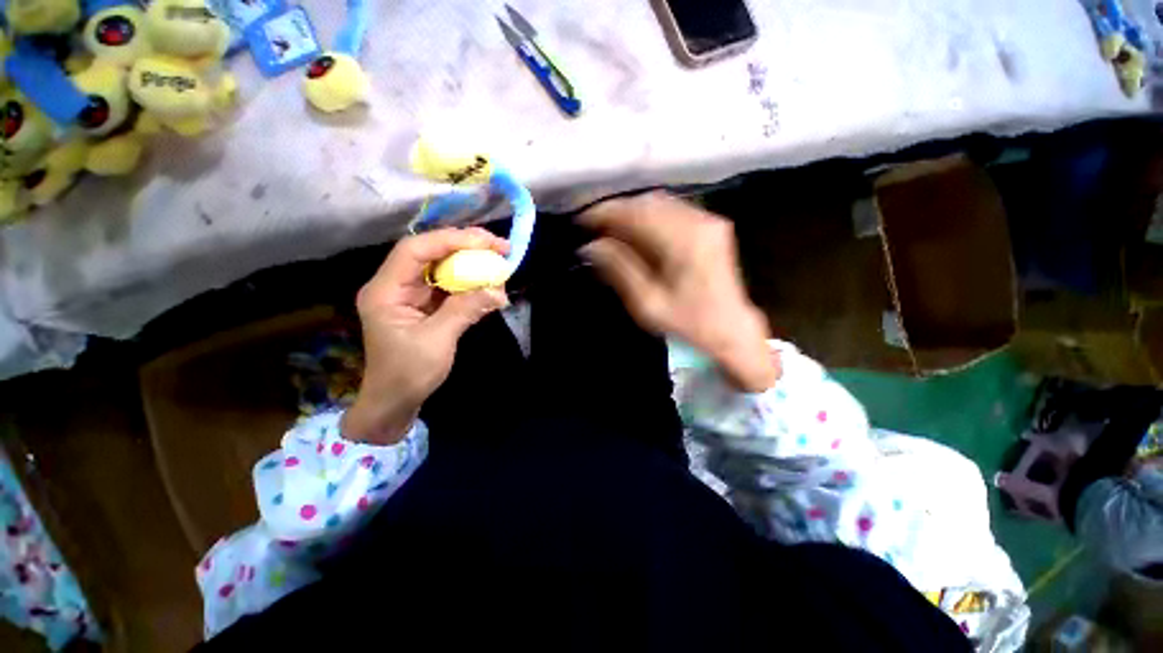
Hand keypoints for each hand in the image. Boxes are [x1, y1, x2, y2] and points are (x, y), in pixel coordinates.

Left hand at [342, 228, 509, 443]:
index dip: (450, 240)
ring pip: (442, 266)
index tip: (485, 243)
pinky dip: (470, 281)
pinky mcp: (425, 304)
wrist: (395, 401)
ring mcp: (411, 294)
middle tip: (499, 247)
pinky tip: (489, 281)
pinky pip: (449, 284)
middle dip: (465, 246)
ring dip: (471, 262)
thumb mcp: (438, 341)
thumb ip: (466, 310)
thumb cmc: (408, 374)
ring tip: (499, 262)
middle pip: (430, 252)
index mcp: (385, 291)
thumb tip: (500, 291)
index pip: (415, 251)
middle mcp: (395, 284)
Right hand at [579, 192, 778, 391]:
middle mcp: (699, 221)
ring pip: (660, 203)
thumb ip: (619, 269)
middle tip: (592, 226)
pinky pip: (671, 211)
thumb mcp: (648, 303)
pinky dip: (648, 217)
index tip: (581, 220)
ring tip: (608, 229)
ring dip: (631, 213)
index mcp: (684, 241)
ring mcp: (708, 220)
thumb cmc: (688, 322)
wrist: (730, 329)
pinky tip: (634, 231)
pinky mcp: (710, 226)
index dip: (606, 212)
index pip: (637, 213)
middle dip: (616, 210)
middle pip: (648, 202)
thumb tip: (590, 246)